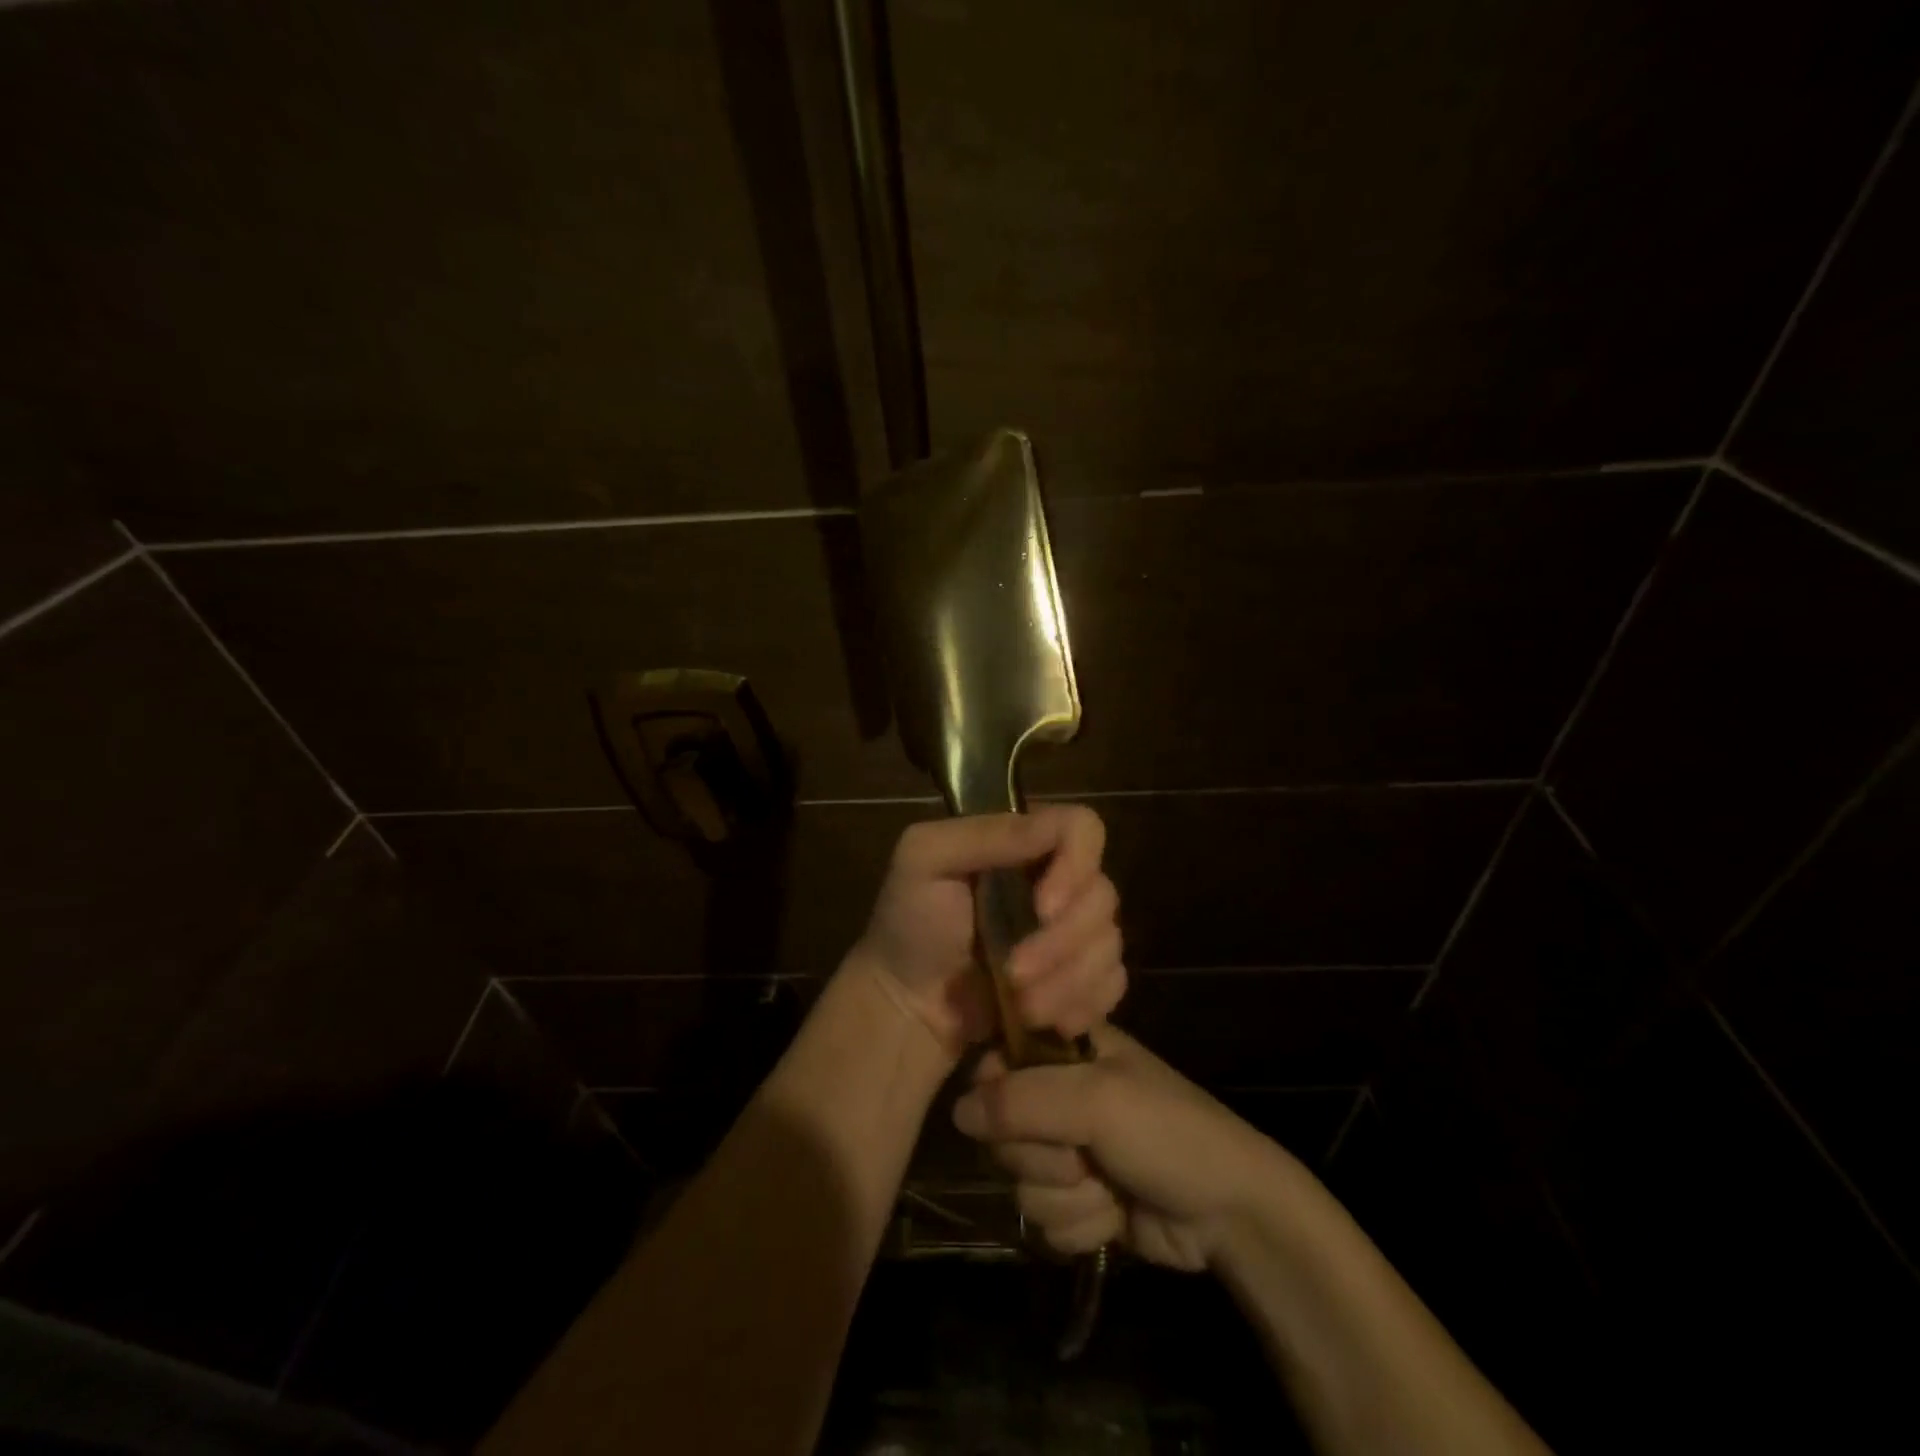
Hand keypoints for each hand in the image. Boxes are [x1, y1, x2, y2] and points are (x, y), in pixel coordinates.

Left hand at [849, 806, 1125, 1062]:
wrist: (906, 1003)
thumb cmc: (908, 922)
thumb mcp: (924, 860)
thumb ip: (984, 834)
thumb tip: (1050, 826)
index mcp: (1024, 842)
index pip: (1083, 829)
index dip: (1076, 866)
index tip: (1042, 908)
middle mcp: (1058, 879)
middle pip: (1103, 896)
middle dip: (1060, 944)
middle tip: (1013, 972)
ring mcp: (1073, 931)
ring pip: (1110, 945)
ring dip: (1066, 982)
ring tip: (1022, 1004)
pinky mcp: (1080, 978)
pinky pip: (1113, 985)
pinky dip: (1084, 1005)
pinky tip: (1049, 1020)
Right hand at [953, 1024, 1293, 1270]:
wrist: (1230, 1212)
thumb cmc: (1168, 1132)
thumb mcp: (1097, 1101)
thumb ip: (1023, 1100)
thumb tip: (956, 1110)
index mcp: (1066, 1051)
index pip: (997, 1060)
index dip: (997, 1091)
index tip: (1015, 1112)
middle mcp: (1060, 1095)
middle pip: (1001, 1129)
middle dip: (1041, 1155)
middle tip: (1083, 1153)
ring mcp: (1069, 1151)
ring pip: (1020, 1182)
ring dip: (1066, 1195)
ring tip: (1109, 1184)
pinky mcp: (1078, 1199)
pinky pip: (1044, 1220)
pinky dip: (1080, 1224)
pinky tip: (1115, 1215)